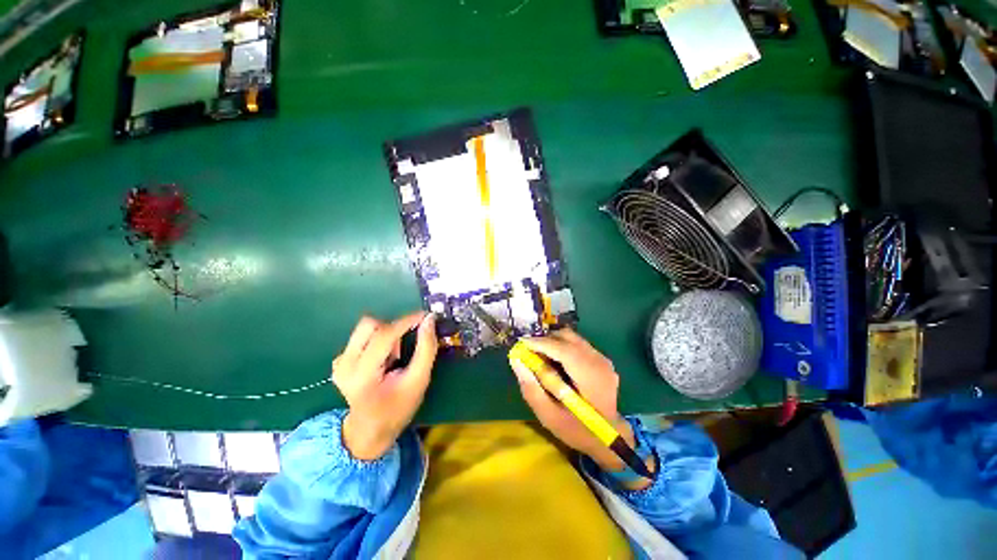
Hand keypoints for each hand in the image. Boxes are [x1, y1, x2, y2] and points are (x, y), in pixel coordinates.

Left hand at [332, 312, 437, 460]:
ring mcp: (338, 362)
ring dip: (386, 335)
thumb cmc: (398, 408)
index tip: (426, 316)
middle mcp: (344, 365)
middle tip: (405, 345)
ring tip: (393, 357)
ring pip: (365, 328)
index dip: (407, 321)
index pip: (385, 335)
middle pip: (370, 325)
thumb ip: (426, 349)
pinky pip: (361, 336)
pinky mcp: (338, 361)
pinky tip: (382, 360)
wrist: (370, 430)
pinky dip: (377, 341)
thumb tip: (429, 320)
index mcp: (363, 374)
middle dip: (393, 329)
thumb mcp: (419, 381)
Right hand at [508, 329, 635, 472]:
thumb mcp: (549, 416)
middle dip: (545, 340)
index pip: (564, 350)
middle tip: (529, 351)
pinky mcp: (600, 358)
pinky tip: (555, 362)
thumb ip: (531, 388)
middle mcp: (599, 362)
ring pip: (572, 337)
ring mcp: (602, 358)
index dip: (541, 343)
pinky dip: (562, 346)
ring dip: (553, 342)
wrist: (608, 436)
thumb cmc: (576, 430)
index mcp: (590, 379)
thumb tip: (516, 361)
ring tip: (541, 357)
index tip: (521, 343)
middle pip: (567, 337)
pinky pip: (576, 343)